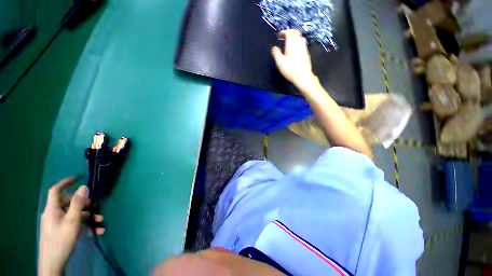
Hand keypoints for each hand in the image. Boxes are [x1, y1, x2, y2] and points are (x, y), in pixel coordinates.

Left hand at [39, 177, 103, 275]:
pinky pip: (74, 225)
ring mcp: (57, 224)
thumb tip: (84, 187)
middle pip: (67, 203)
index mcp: (52, 209)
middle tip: (94, 206)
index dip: (64, 183)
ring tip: (101, 221)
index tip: (77, 178)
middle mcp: (54, 214)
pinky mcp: (61, 232)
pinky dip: (85, 227)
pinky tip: (97, 232)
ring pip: (73, 215)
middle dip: (83, 204)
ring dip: (88, 217)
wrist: (53, 263)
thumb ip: (78, 203)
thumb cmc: (61, 240)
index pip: (55, 191)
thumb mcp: (72, 221)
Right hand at [272, 29, 316, 88]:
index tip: (279, 35)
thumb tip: (274, 47)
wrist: (302, 76)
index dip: (284, 32)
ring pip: (301, 37)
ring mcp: (304, 48)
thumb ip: (276, 53)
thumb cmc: (290, 69)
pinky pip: (303, 44)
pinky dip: (299, 43)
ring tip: (291, 42)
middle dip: (290, 32)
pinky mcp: (307, 53)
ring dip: (295, 37)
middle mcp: (299, 43)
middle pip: (296, 33)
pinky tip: (296, 49)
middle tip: (285, 37)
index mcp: (291, 44)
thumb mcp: (280, 62)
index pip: (289, 33)